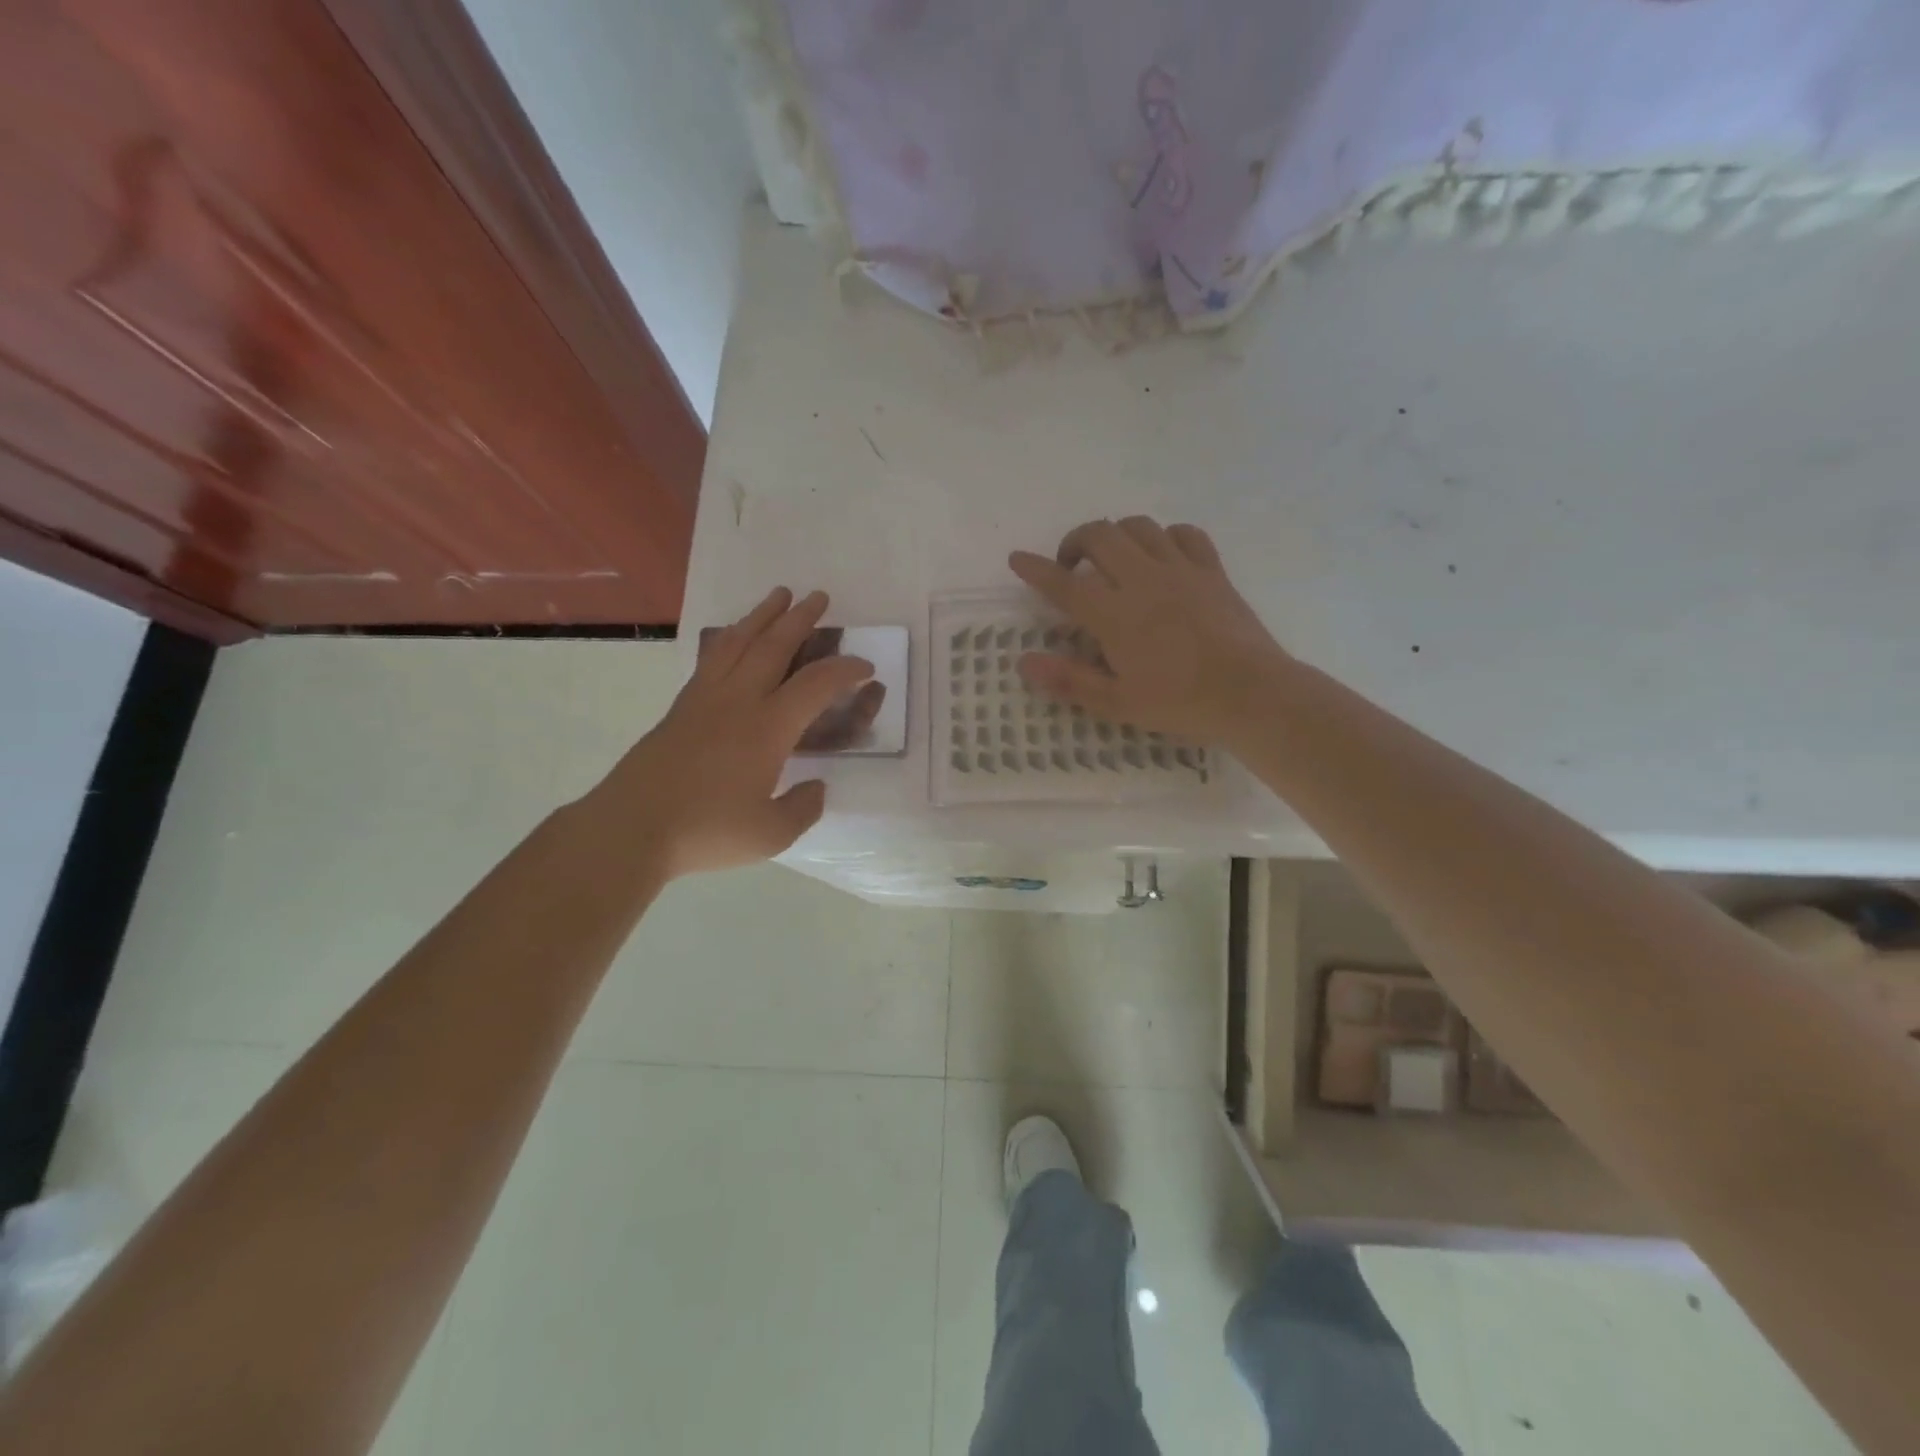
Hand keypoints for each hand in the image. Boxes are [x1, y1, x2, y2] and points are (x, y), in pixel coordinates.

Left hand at [589, 588, 873, 879]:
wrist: (631, 827)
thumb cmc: (706, 831)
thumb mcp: (771, 833)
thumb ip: (802, 808)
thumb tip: (816, 787)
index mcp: (768, 728)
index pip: (816, 684)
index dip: (845, 670)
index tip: (865, 667)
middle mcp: (738, 701)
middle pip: (773, 646)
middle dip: (800, 619)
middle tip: (819, 597)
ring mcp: (704, 699)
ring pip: (738, 642)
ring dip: (762, 616)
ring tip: (778, 596)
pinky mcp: (680, 707)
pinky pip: (712, 658)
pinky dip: (730, 639)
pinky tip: (734, 638)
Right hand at [1010, 517, 1286, 741]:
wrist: (1251, 694)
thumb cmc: (1180, 703)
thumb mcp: (1117, 703)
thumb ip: (1068, 680)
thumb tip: (1024, 662)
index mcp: (1115, 614)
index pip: (1064, 583)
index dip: (1035, 569)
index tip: (1017, 559)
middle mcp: (1143, 580)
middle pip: (1100, 536)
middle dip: (1075, 541)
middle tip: (1069, 565)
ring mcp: (1181, 570)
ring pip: (1140, 527)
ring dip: (1116, 534)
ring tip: (1111, 558)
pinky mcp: (1212, 571)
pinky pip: (1185, 534)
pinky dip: (1165, 536)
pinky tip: (1161, 554)